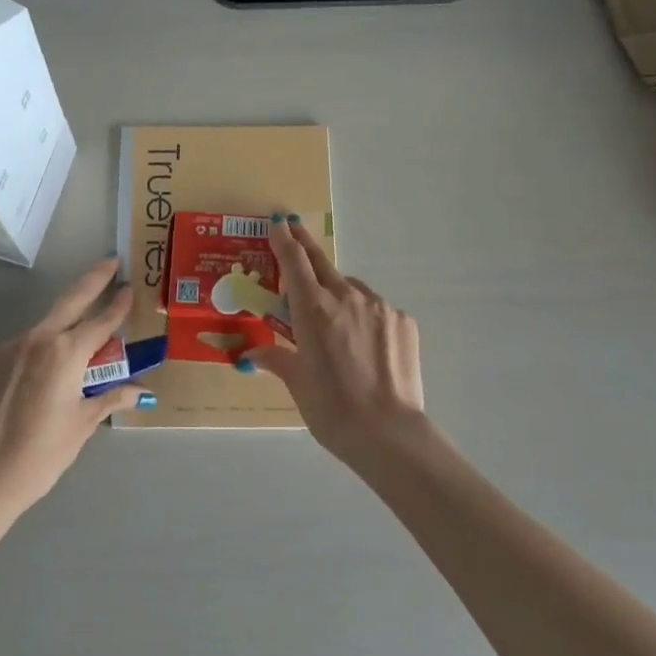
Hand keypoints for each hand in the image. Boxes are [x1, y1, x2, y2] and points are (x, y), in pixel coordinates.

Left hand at [0, 259, 149, 515]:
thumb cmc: (41, 454)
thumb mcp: (81, 425)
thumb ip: (109, 398)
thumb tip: (140, 391)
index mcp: (66, 353)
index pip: (101, 322)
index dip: (118, 304)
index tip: (128, 286)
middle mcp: (36, 340)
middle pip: (70, 301)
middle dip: (93, 280)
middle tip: (109, 261)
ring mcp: (5, 348)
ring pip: (41, 332)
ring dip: (58, 334)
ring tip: (66, 361)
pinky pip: (15, 352)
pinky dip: (29, 360)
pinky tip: (28, 387)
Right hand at [243, 217, 426, 461]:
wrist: (388, 433)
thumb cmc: (331, 409)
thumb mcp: (297, 383)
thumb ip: (277, 359)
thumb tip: (252, 355)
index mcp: (313, 309)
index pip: (294, 262)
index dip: (284, 240)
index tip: (279, 223)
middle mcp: (346, 297)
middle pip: (322, 263)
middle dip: (306, 246)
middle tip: (295, 231)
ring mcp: (379, 307)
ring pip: (351, 289)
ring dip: (337, 294)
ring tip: (334, 322)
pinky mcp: (403, 321)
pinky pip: (376, 309)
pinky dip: (364, 317)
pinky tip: (364, 344)